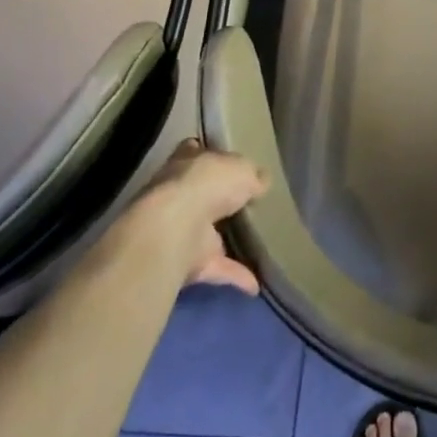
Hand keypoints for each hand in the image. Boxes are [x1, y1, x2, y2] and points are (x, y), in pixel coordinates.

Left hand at [118, 139, 268, 293]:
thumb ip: (253, 175)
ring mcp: (180, 230)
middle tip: (247, 203)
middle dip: (218, 200)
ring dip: (225, 241)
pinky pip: (217, 268)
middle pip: (200, 194)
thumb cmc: (207, 184)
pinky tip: (258, 284)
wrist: (175, 229)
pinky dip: (236, 275)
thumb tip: (261, 183)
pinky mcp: (187, 262)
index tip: (225, 161)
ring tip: (256, 242)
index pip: (195, 152)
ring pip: (207, 234)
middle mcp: (179, 194)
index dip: (208, 155)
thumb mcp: (242, 169)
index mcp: (187, 162)